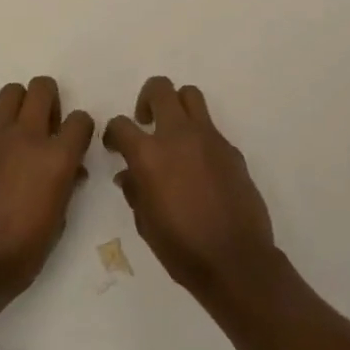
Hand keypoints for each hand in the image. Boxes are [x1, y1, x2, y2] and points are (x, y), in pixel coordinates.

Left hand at [0, 77, 94, 298]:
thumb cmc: (22, 253)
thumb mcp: (59, 223)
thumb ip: (66, 187)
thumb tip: (70, 172)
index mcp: (56, 159)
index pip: (80, 119)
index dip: (82, 129)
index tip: (77, 145)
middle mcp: (28, 139)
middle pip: (42, 88)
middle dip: (51, 99)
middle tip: (50, 127)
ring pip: (12, 93)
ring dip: (23, 104)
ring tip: (26, 133)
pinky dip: (4, 135)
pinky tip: (3, 166)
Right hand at [105, 77, 277, 303]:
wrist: (236, 260)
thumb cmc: (182, 248)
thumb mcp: (146, 223)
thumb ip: (135, 191)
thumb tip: (128, 174)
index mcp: (149, 155)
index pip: (121, 124)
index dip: (113, 133)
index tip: (115, 147)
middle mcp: (178, 135)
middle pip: (160, 89)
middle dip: (147, 99)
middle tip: (146, 123)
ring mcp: (209, 138)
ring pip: (190, 96)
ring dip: (177, 105)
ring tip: (173, 133)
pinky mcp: (231, 149)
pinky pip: (210, 128)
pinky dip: (198, 136)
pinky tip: (199, 167)